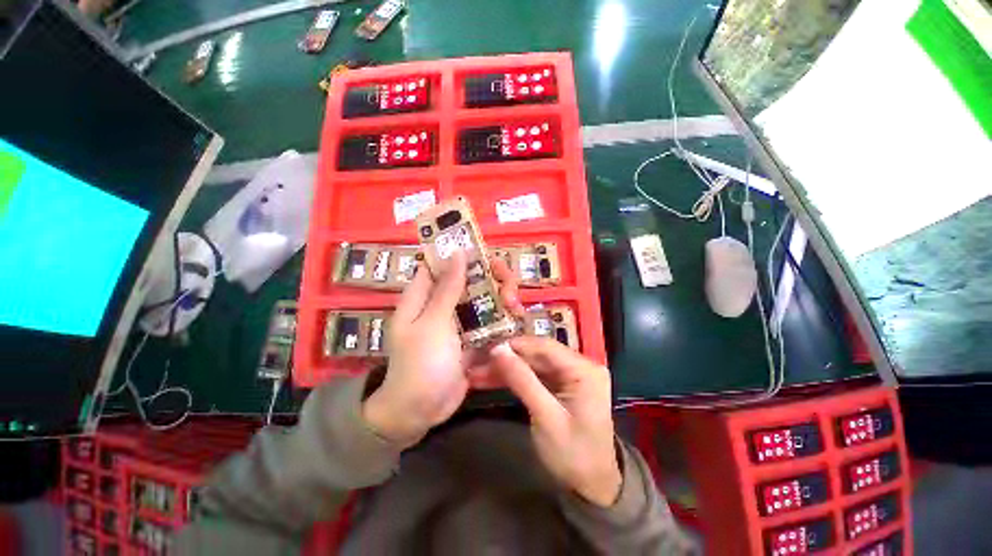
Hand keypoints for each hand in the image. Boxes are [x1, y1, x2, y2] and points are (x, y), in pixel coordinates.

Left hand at [363, 250, 522, 447]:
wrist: (420, 411)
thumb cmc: (421, 364)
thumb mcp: (433, 323)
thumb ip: (448, 288)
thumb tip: (458, 252)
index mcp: (423, 296)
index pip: (441, 264)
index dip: (461, 254)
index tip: (486, 253)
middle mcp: (440, 305)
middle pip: (468, 280)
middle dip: (490, 279)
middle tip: (508, 285)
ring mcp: (457, 323)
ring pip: (481, 300)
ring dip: (500, 299)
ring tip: (516, 306)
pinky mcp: (470, 339)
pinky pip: (487, 322)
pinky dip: (502, 319)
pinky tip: (517, 320)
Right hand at [479, 337, 621, 506]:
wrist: (592, 487)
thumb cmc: (573, 454)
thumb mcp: (545, 417)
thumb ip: (522, 380)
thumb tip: (498, 349)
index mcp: (584, 369)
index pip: (545, 346)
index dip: (516, 345)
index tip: (487, 349)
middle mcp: (579, 365)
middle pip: (537, 355)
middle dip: (508, 359)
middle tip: (478, 363)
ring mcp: (571, 375)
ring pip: (533, 365)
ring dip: (507, 369)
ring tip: (478, 373)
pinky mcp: (561, 386)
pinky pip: (535, 376)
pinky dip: (515, 379)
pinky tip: (492, 379)